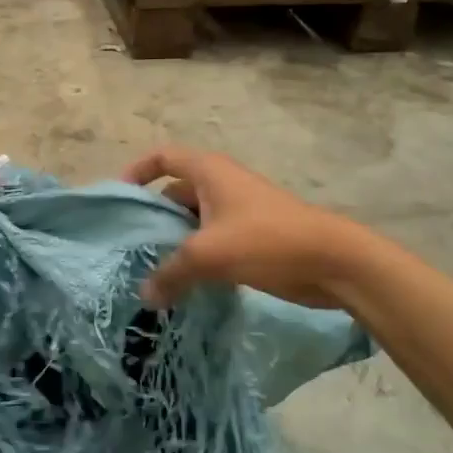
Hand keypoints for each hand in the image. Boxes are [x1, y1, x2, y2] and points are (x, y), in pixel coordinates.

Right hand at [124, 147, 368, 309]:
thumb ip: (171, 273)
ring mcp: (238, 211)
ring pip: (194, 222)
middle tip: (131, 248)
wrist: (332, 261)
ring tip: (152, 271)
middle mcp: (221, 184)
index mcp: (209, 172)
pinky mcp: (252, 237)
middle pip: (175, 193)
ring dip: (175, 244)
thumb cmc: (266, 241)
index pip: (162, 157)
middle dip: (154, 218)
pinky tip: (185, 285)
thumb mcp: (209, 254)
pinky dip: (197, 258)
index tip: (119, 200)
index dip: (137, 172)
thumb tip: (146, 296)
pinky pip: (213, 242)